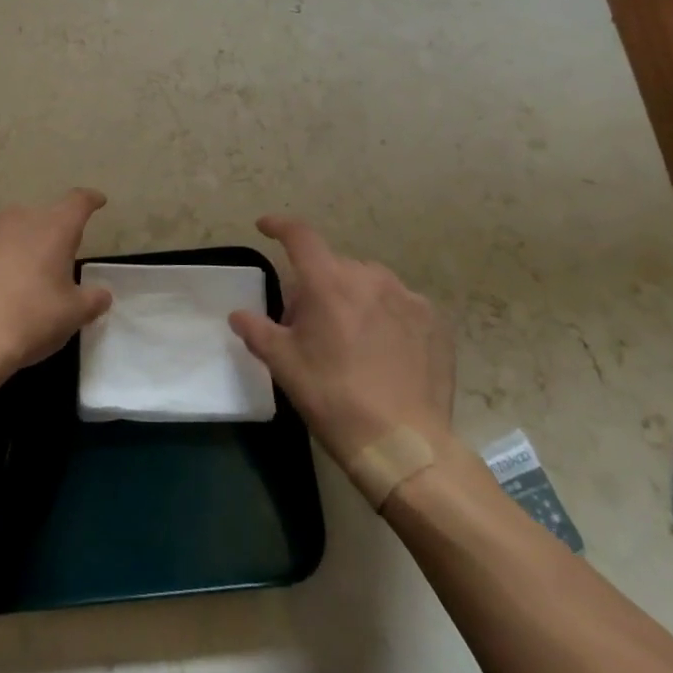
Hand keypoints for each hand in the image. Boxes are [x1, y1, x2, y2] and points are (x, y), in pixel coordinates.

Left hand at [0, 188, 112, 387]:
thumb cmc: (30, 322)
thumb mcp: (72, 317)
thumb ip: (92, 300)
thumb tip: (102, 294)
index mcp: (55, 229)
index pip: (78, 202)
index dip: (89, 200)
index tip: (96, 201)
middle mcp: (21, 217)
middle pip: (41, 218)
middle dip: (47, 238)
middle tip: (48, 270)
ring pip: (6, 224)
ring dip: (12, 241)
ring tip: (9, 271)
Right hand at [230, 216, 454, 464]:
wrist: (404, 445)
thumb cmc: (334, 398)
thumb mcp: (284, 365)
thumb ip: (257, 331)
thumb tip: (238, 315)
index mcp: (329, 282)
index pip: (300, 236)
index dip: (279, 226)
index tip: (265, 227)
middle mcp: (370, 278)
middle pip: (333, 267)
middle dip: (316, 285)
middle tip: (307, 324)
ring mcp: (407, 297)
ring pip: (368, 283)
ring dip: (352, 298)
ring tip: (349, 338)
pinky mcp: (434, 321)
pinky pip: (399, 304)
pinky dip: (385, 315)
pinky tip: (383, 350)